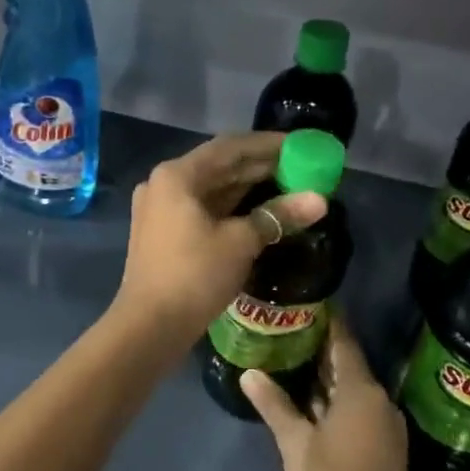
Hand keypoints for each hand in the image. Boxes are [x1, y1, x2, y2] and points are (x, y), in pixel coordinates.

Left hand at [111, 131, 326, 345]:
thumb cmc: (194, 275)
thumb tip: (319, 200)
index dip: (267, 144)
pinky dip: (231, 207)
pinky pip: (202, 208)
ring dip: (247, 187)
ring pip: (211, 189)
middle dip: (260, 167)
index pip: (229, 147)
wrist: (149, 326)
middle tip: (301, 167)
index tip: (299, 145)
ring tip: (288, 187)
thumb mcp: (240, 242)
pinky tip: (260, 212)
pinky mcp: (163, 231)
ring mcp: (160, 208)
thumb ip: (277, 215)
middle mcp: (163, 183)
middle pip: (219, 166)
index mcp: (177, 175)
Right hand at [242, 313, 407, 470]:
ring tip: (296, 361)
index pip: (344, 344)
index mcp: (361, 392)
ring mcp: (387, 427)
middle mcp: (380, 402)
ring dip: (330, 379)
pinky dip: (339, 401)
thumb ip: (273, 404)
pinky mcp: (386, 448)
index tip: (311, 302)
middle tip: (292, 330)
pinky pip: (361, 411)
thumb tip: (248, 373)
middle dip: (324, 351)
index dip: (330, 322)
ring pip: (355, 391)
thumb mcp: (294, 441)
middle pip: (350, 366)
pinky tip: (313, 402)